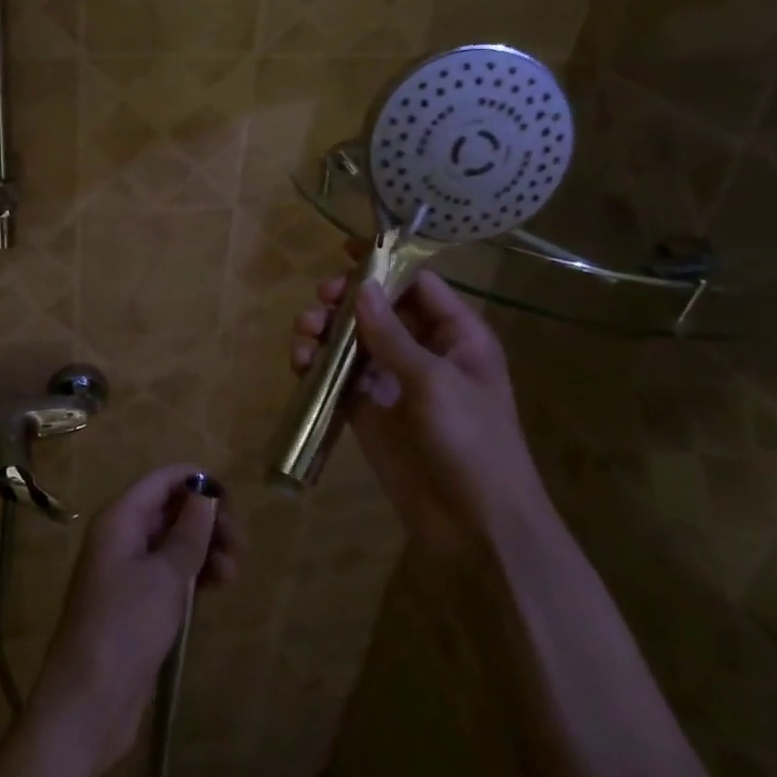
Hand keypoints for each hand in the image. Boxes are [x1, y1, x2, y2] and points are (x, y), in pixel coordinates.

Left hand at [31, 465, 241, 768]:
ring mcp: (128, 573)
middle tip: (240, 544)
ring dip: (206, 551)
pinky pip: (171, 575)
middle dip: (207, 521)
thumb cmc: (126, 627)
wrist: (89, 702)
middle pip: (169, 511)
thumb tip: (205, 493)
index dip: (195, 481)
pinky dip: (195, 575)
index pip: (160, 481)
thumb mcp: (165, 575)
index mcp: (119, 520)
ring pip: (174, 545)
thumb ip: (189, 532)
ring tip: (234, 573)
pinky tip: (220, 586)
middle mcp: (121, 538)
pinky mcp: (138, 605)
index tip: (232, 499)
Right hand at [291, 260, 547, 554]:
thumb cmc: (471, 443)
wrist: (476, 525)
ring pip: (351, 341)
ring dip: (324, 331)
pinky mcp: (368, 411)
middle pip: (377, 309)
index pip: (417, 285)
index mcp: (456, 336)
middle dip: (345, 300)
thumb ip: (393, 336)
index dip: (383, 266)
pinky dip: (317, 365)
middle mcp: (423, 351)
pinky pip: (337, 376)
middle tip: (321, 302)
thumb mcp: (434, 382)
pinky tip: (301, 363)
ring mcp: (392, 382)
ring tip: (305, 334)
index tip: (343, 252)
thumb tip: (362, 288)